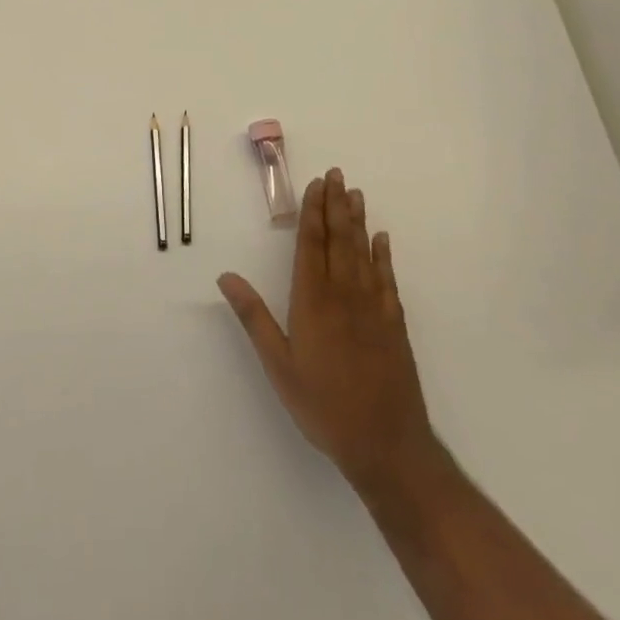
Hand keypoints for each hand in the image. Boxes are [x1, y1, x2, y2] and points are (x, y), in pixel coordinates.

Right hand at [218, 168, 440, 493]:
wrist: (387, 445)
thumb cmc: (324, 405)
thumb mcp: (279, 365)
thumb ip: (254, 317)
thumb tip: (225, 276)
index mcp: (313, 300)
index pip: (311, 244)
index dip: (312, 212)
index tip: (315, 184)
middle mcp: (344, 294)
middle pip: (339, 239)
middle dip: (336, 205)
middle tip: (337, 174)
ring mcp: (373, 308)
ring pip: (363, 252)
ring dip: (358, 221)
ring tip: (355, 193)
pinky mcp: (394, 324)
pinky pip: (388, 279)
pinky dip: (384, 256)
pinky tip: (382, 239)